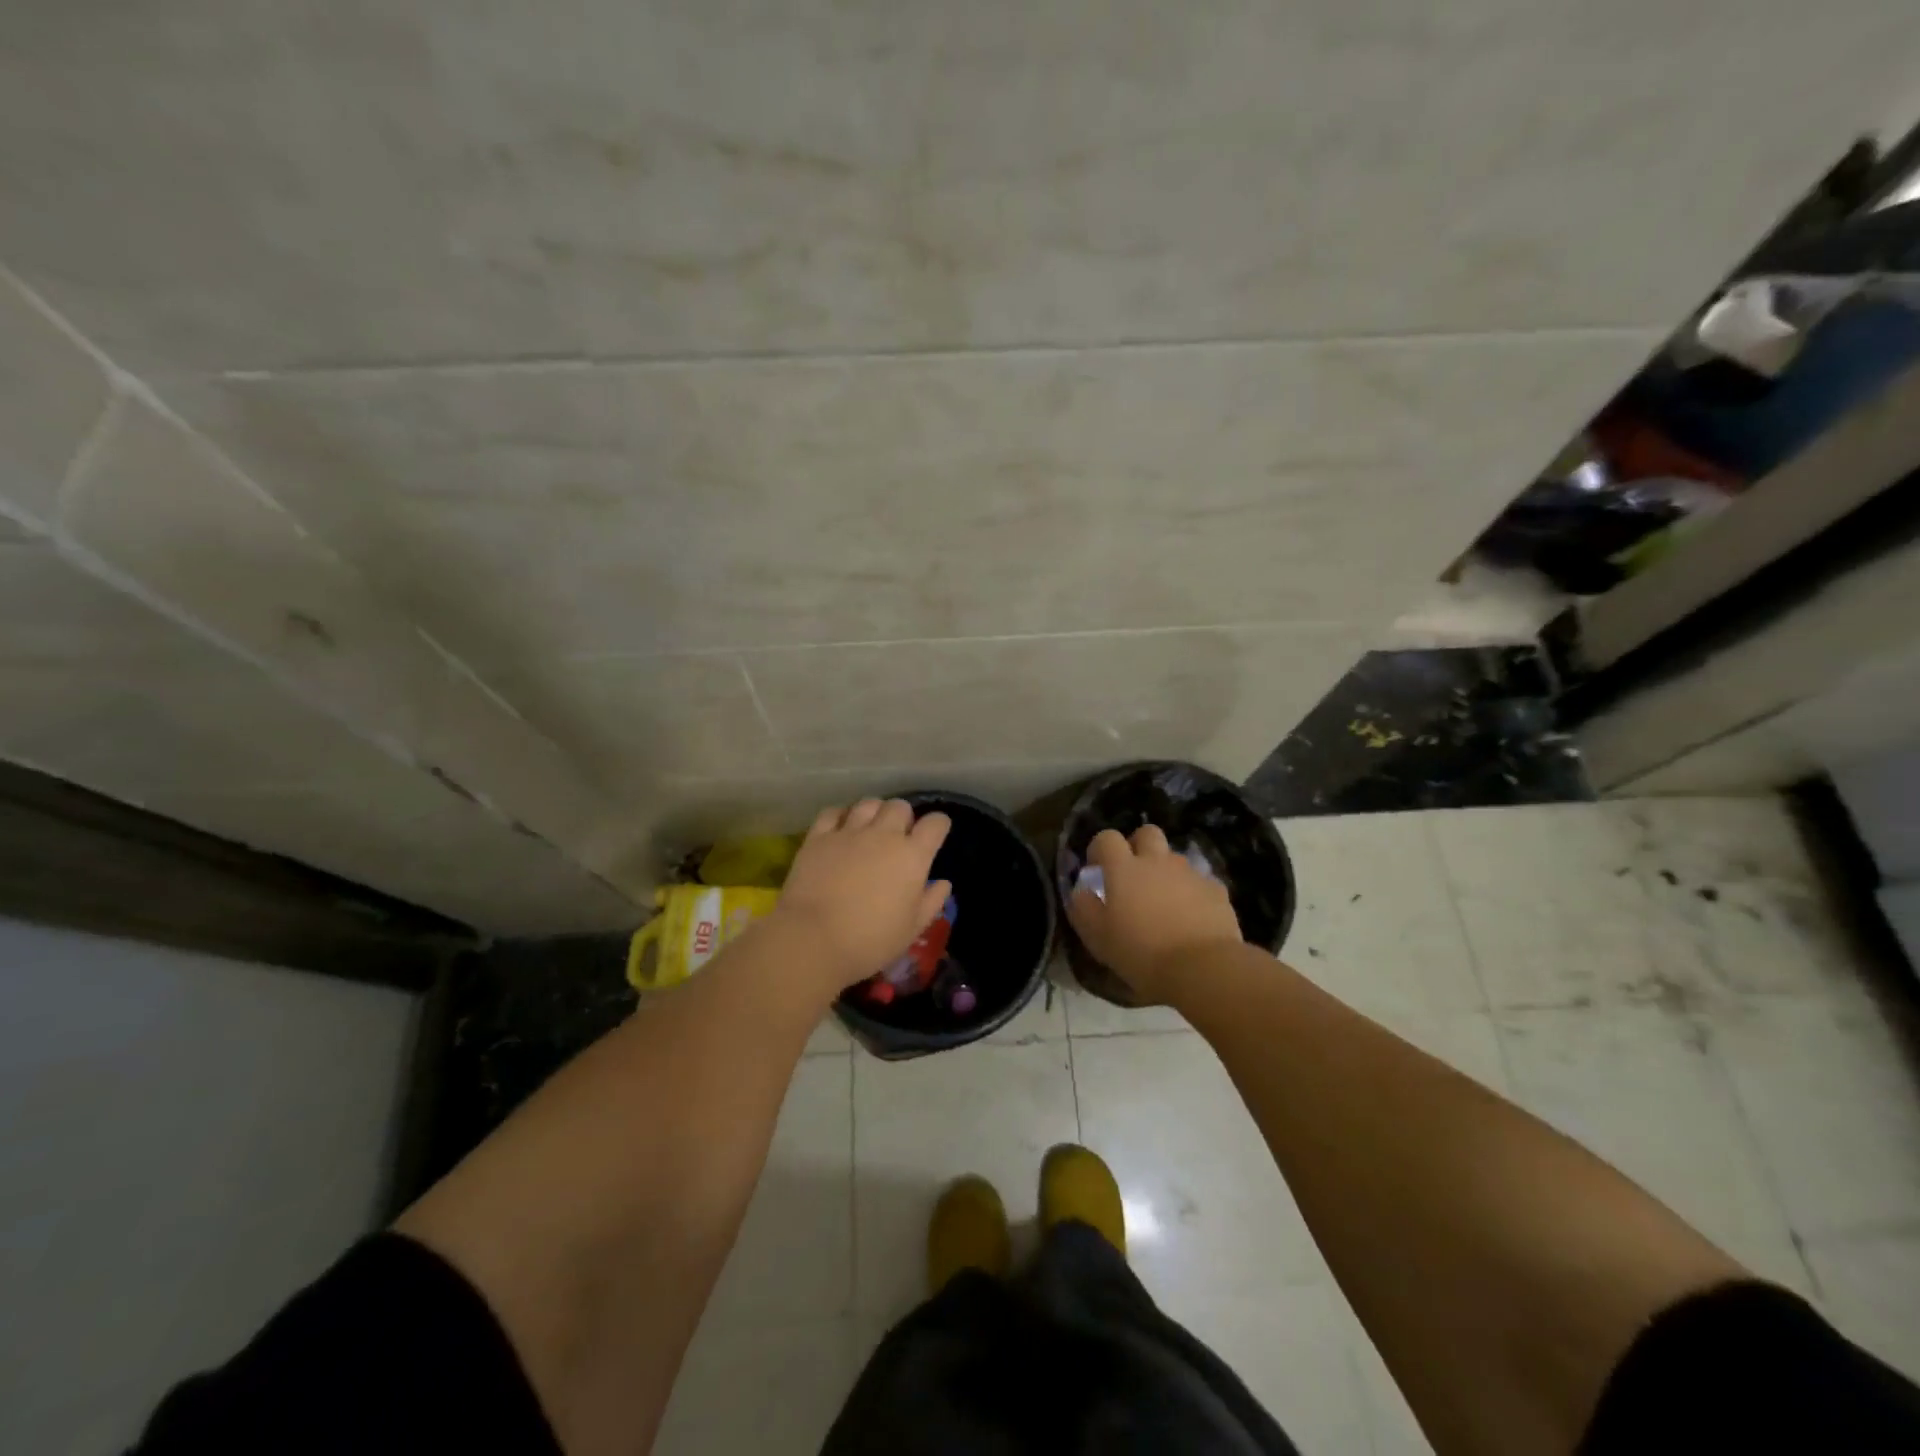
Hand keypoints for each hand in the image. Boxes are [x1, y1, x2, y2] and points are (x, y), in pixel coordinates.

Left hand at [771, 799, 952, 997]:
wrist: (814, 939)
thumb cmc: (871, 940)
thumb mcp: (912, 929)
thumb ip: (931, 902)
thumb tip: (943, 883)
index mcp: (912, 856)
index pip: (935, 824)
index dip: (938, 825)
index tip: (935, 834)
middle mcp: (883, 835)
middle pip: (900, 806)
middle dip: (904, 816)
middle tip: (899, 835)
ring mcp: (849, 832)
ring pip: (868, 803)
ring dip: (874, 812)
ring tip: (870, 828)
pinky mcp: (818, 837)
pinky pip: (833, 812)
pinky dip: (841, 815)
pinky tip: (841, 828)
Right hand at [1067, 825, 1243, 1004]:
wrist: (1202, 968)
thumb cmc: (1141, 952)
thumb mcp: (1097, 937)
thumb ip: (1083, 908)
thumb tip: (1081, 891)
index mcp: (1124, 868)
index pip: (1107, 838)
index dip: (1100, 849)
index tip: (1097, 869)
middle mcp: (1157, 861)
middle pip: (1147, 833)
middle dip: (1138, 846)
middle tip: (1133, 874)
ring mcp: (1190, 873)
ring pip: (1174, 858)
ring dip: (1165, 871)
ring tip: (1163, 902)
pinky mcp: (1216, 890)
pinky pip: (1199, 882)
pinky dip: (1192, 893)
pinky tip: (1191, 918)